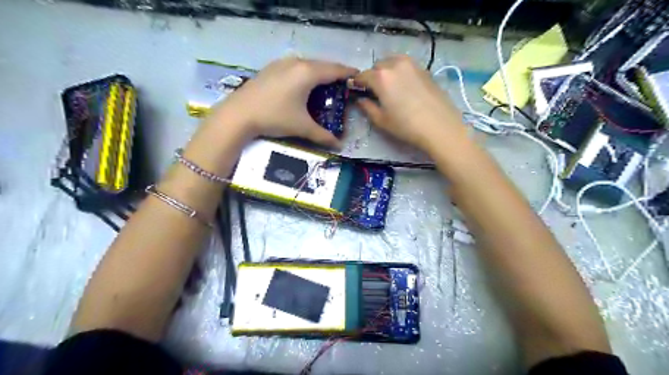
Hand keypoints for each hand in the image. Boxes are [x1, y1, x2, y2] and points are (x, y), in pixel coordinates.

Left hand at [207, 57, 357, 147]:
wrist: (238, 114)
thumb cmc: (274, 117)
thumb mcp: (302, 127)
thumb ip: (323, 136)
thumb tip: (339, 145)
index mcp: (308, 73)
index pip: (335, 70)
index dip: (348, 74)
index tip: (358, 77)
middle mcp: (296, 63)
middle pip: (322, 65)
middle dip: (335, 74)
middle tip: (343, 86)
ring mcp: (281, 63)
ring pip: (308, 65)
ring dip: (319, 74)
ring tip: (325, 86)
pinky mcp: (271, 68)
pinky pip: (295, 67)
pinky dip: (305, 75)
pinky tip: (303, 87)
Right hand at [355, 54, 465, 150]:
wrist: (440, 126)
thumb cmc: (406, 126)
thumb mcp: (382, 120)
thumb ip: (368, 107)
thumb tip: (361, 100)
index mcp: (381, 77)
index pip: (363, 75)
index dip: (357, 83)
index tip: (356, 89)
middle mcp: (395, 64)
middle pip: (378, 65)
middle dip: (373, 76)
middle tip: (374, 91)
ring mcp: (412, 65)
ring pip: (393, 62)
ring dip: (387, 71)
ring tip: (390, 87)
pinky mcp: (425, 69)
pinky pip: (406, 66)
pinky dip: (400, 72)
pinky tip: (405, 87)